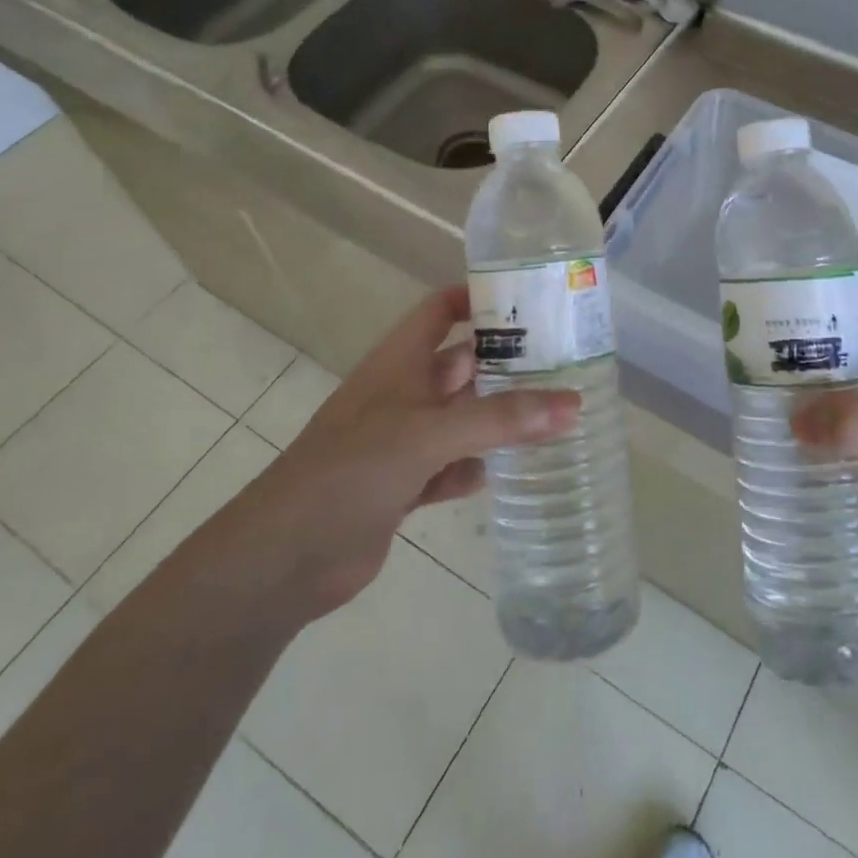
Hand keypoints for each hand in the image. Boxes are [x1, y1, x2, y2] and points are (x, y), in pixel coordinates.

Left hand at [213, 286, 577, 627]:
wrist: (283, 560)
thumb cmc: (351, 472)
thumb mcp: (428, 435)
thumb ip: (500, 419)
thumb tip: (574, 404)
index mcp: (398, 362)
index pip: (440, 310)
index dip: (478, 297)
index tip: (531, 299)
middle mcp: (402, 394)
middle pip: (461, 365)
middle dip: (506, 363)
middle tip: (565, 362)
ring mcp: (401, 442)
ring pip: (461, 419)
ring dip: (497, 419)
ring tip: (553, 415)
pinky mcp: (402, 486)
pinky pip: (451, 466)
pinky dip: (475, 467)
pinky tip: (506, 472)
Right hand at [792, 268, 857, 630]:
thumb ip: (857, 427)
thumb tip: (791, 417)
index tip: (813, 295)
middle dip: (823, 339)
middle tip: (766, 348)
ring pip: (856, 393)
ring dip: (818, 390)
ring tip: (765, 394)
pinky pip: (855, 441)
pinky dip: (825, 437)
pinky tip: (790, 447)